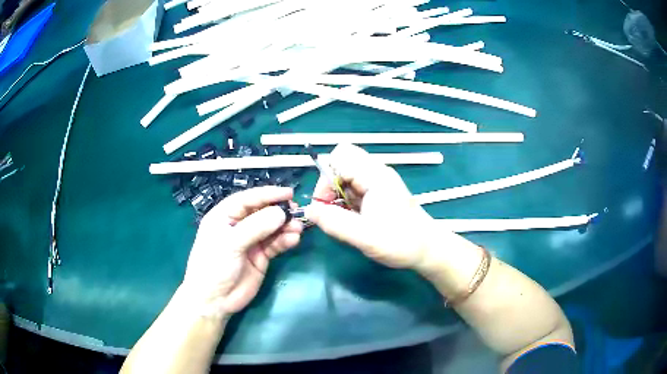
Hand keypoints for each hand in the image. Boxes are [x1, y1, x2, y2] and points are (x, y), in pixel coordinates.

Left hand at [181, 186, 302, 317]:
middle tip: (297, 212)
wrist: (215, 301)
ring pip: (271, 228)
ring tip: (298, 228)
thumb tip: (281, 213)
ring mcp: (250, 241)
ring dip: (285, 226)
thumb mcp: (231, 244)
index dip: (267, 194)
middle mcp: (238, 226)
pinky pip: (275, 244)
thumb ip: (256, 227)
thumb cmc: (214, 266)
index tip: (288, 192)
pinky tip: (294, 240)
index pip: (248, 199)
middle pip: (262, 212)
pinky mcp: (261, 256)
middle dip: (279, 211)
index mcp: (224, 216)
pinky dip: (285, 241)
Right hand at [305, 144, 434, 271]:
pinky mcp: (379, 192)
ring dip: (338, 195)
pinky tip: (354, 219)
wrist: (427, 249)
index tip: (325, 204)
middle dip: (330, 185)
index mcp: (375, 176)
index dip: (326, 178)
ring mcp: (378, 182)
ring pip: (346, 176)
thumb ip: (334, 223)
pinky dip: (347, 201)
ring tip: (345, 218)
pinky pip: (354, 187)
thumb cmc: (401, 242)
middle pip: (342, 163)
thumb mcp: (364, 236)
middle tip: (333, 210)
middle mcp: (376, 173)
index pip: (340, 157)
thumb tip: (309, 210)